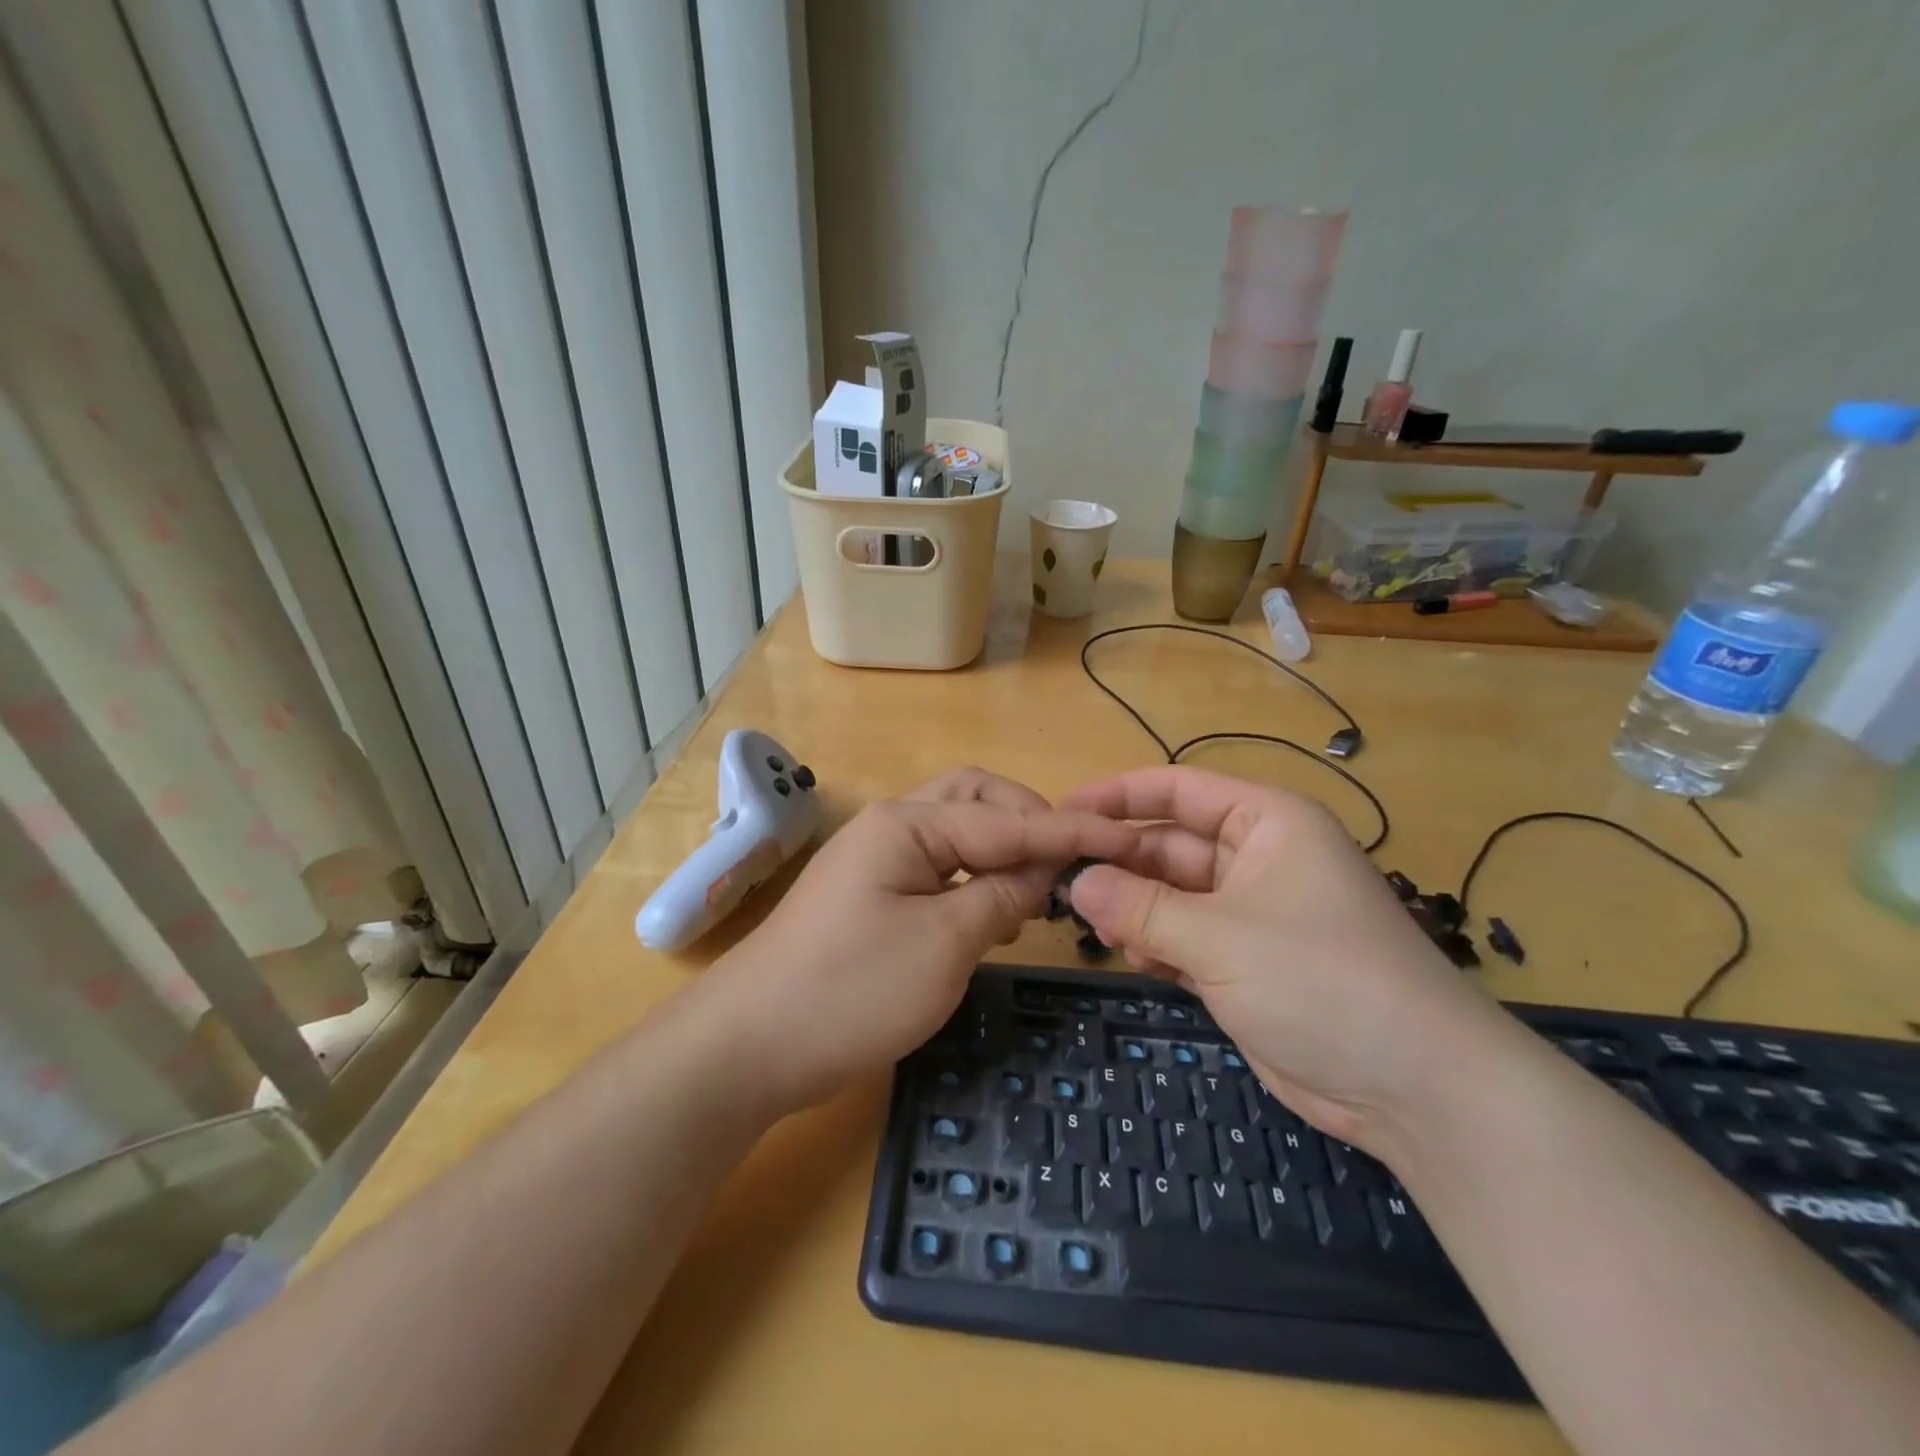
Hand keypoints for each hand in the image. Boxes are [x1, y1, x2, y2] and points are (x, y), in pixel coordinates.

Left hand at [711, 768, 1137, 1114]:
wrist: (749, 1046)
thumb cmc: (851, 990)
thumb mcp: (943, 944)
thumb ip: (1001, 898)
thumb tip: (1043, 872)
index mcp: (906, 824)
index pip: (1006, 818)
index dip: (1068, 831)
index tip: (1125, 838)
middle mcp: (890, 827)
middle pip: (975, 802)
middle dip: (1028, 823)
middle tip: (1070, 862)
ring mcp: (877, 862)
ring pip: (956, 836)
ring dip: (1002, 852)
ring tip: (1040, 890)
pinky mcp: (871, 897)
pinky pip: (937, 870)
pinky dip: (974, 881)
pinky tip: (996, 913)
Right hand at [1064, 766, 1514, 1150]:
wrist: (1418, 1089)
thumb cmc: (1321, 981)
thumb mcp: (1220, 937)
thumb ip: (1141, 908)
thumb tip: (1077, 881)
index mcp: (1267, 823)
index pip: (1179, 790)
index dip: (1119, 796)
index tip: (1064, 812)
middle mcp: (1259, 858)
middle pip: (1171, 845)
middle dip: (1121, 863)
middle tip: (1062, 882)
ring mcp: (1253, 914)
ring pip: (1174, 896)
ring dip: (1135, 909)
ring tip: (1096, 926)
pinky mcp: (1248, 964)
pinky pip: (1186, 939)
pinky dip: (1158, 946)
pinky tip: (1138, 962)